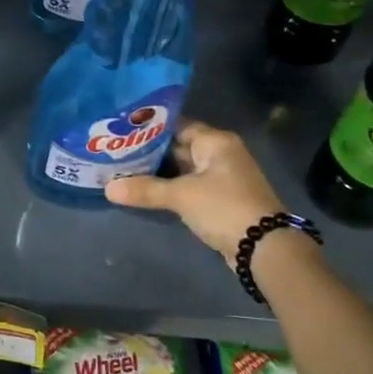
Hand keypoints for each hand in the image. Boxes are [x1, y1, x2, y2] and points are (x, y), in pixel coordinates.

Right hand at [106, 119, 288, 259]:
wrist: (264, 248)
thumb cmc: (224, 207)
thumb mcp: (181, 196)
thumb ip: (145, 189)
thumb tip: (108, 188)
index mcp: (215, 141)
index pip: (177, 125)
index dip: (150, 128)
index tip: (122, 130)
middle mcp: (220, 154)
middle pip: (179, 146)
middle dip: (150, 151)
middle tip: (116, 150)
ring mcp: (222, 178)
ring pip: (183, 169)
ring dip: (158, 172)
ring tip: (123, 169)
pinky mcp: (220, 199)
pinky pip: (189, 186)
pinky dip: (170, 188)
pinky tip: (145, 191)